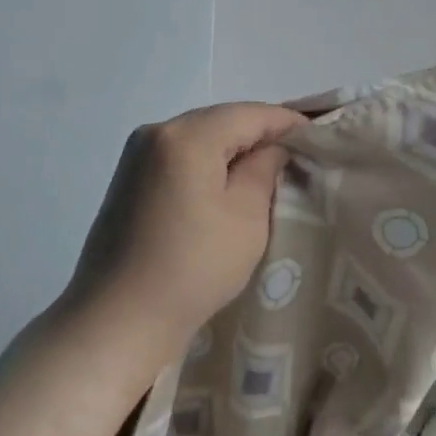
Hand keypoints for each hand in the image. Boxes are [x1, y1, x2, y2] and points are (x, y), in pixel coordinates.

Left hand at [64, 102, 306, 354]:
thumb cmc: (192, 269)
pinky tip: (227, 182)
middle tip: (298, 152)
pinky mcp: (128, 176)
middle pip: (222, 119)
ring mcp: (137, 153)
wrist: (116, 321)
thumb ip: (265, 169)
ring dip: (234, 146)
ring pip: (201, 135)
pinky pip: (180, 153)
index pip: (250, 114)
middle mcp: (157, 131)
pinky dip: (208, 160)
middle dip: (260, 132)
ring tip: (268, 167)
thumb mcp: (246, 218)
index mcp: (187, 136)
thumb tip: (274, 147)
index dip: (288, 122)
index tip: (319, 136)